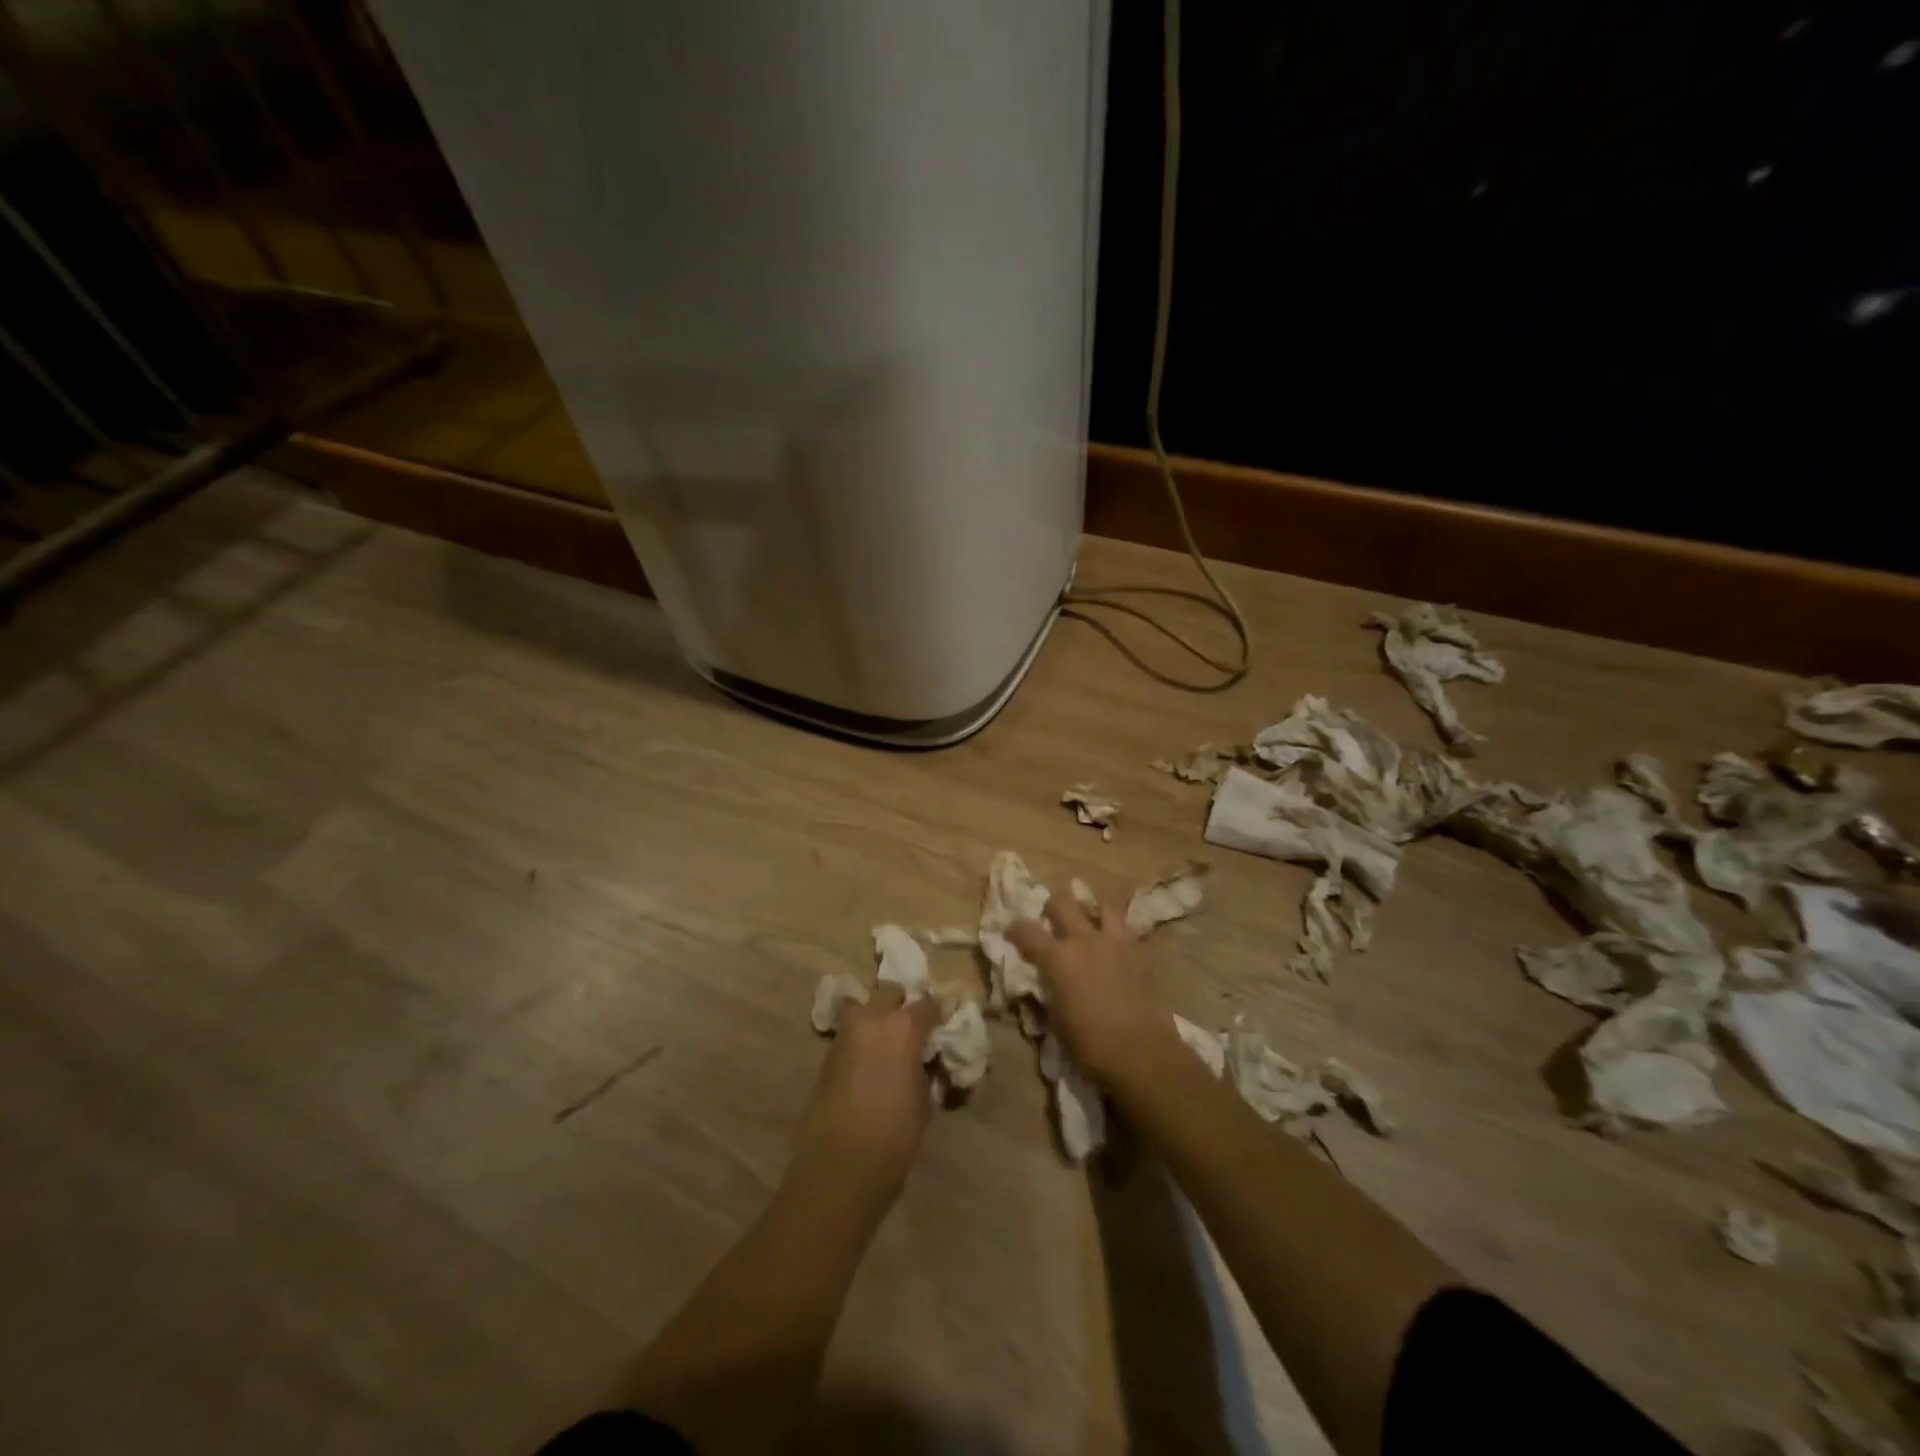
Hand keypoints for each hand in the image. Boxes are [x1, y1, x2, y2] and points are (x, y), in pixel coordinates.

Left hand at [796, 983, 941, 1198]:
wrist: (841, 1162)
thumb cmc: (895, 1133)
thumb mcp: (925, 1099)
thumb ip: (926, 1069)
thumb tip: (925, 1061)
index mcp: (904, 1026)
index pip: (929, 1004)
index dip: (938, 1015)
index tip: (942, 1028)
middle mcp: (873, 1018)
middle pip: (890, 992)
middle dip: (902, 1005)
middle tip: (911, 1029)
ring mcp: (846, 1032)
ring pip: (865, 1008)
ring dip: (877, 1019)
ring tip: (886, 1044)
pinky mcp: (828, 1052)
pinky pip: (850, 1033)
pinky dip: (861, 1039)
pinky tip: (868, 1061)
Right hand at [1009, 886, 1162, 1087]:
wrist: (1139, 1050)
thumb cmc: (1089, 1043)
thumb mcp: (1055, 1019)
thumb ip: (1048, 992)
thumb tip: (1045, 983)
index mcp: (1058, 957)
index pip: (1027, 931)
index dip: (1015, 929)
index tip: (1011, 932)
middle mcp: (1084, 940)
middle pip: (1063, 903)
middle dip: (1052, 906)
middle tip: (1051, 917)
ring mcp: (1114, 942)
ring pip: (1103, 905)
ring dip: (1092, 910)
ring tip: (1090, 921)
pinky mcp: (1139, 952)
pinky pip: (1126, 928)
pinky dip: (1117, 931)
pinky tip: (1115, 944)